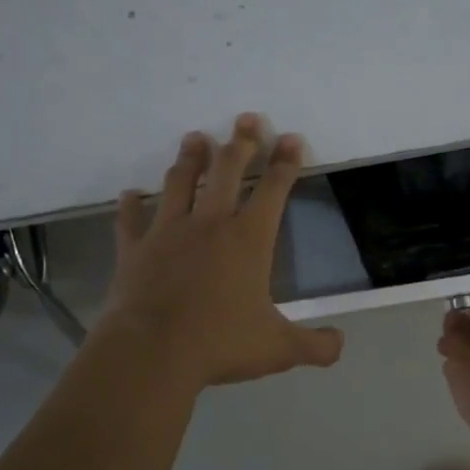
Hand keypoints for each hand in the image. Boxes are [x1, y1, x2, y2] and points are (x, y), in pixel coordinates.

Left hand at [100, 116, 343, 387]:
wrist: (152, 351)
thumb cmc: (220, 342)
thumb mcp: (279, 349)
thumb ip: (315, 346)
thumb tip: (340, 344)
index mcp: (248, 239)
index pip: (273, 190)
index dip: (285, 162)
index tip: (290, 137)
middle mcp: (210, 224)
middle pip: (227, 171)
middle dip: (241, 143)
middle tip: (246, 119)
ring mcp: (168, 232)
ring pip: (180, 182)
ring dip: (190, 158)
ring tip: (195, 137)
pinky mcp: (134, 249)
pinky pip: (131, 219)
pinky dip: (131, 204)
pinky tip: (130, 193)